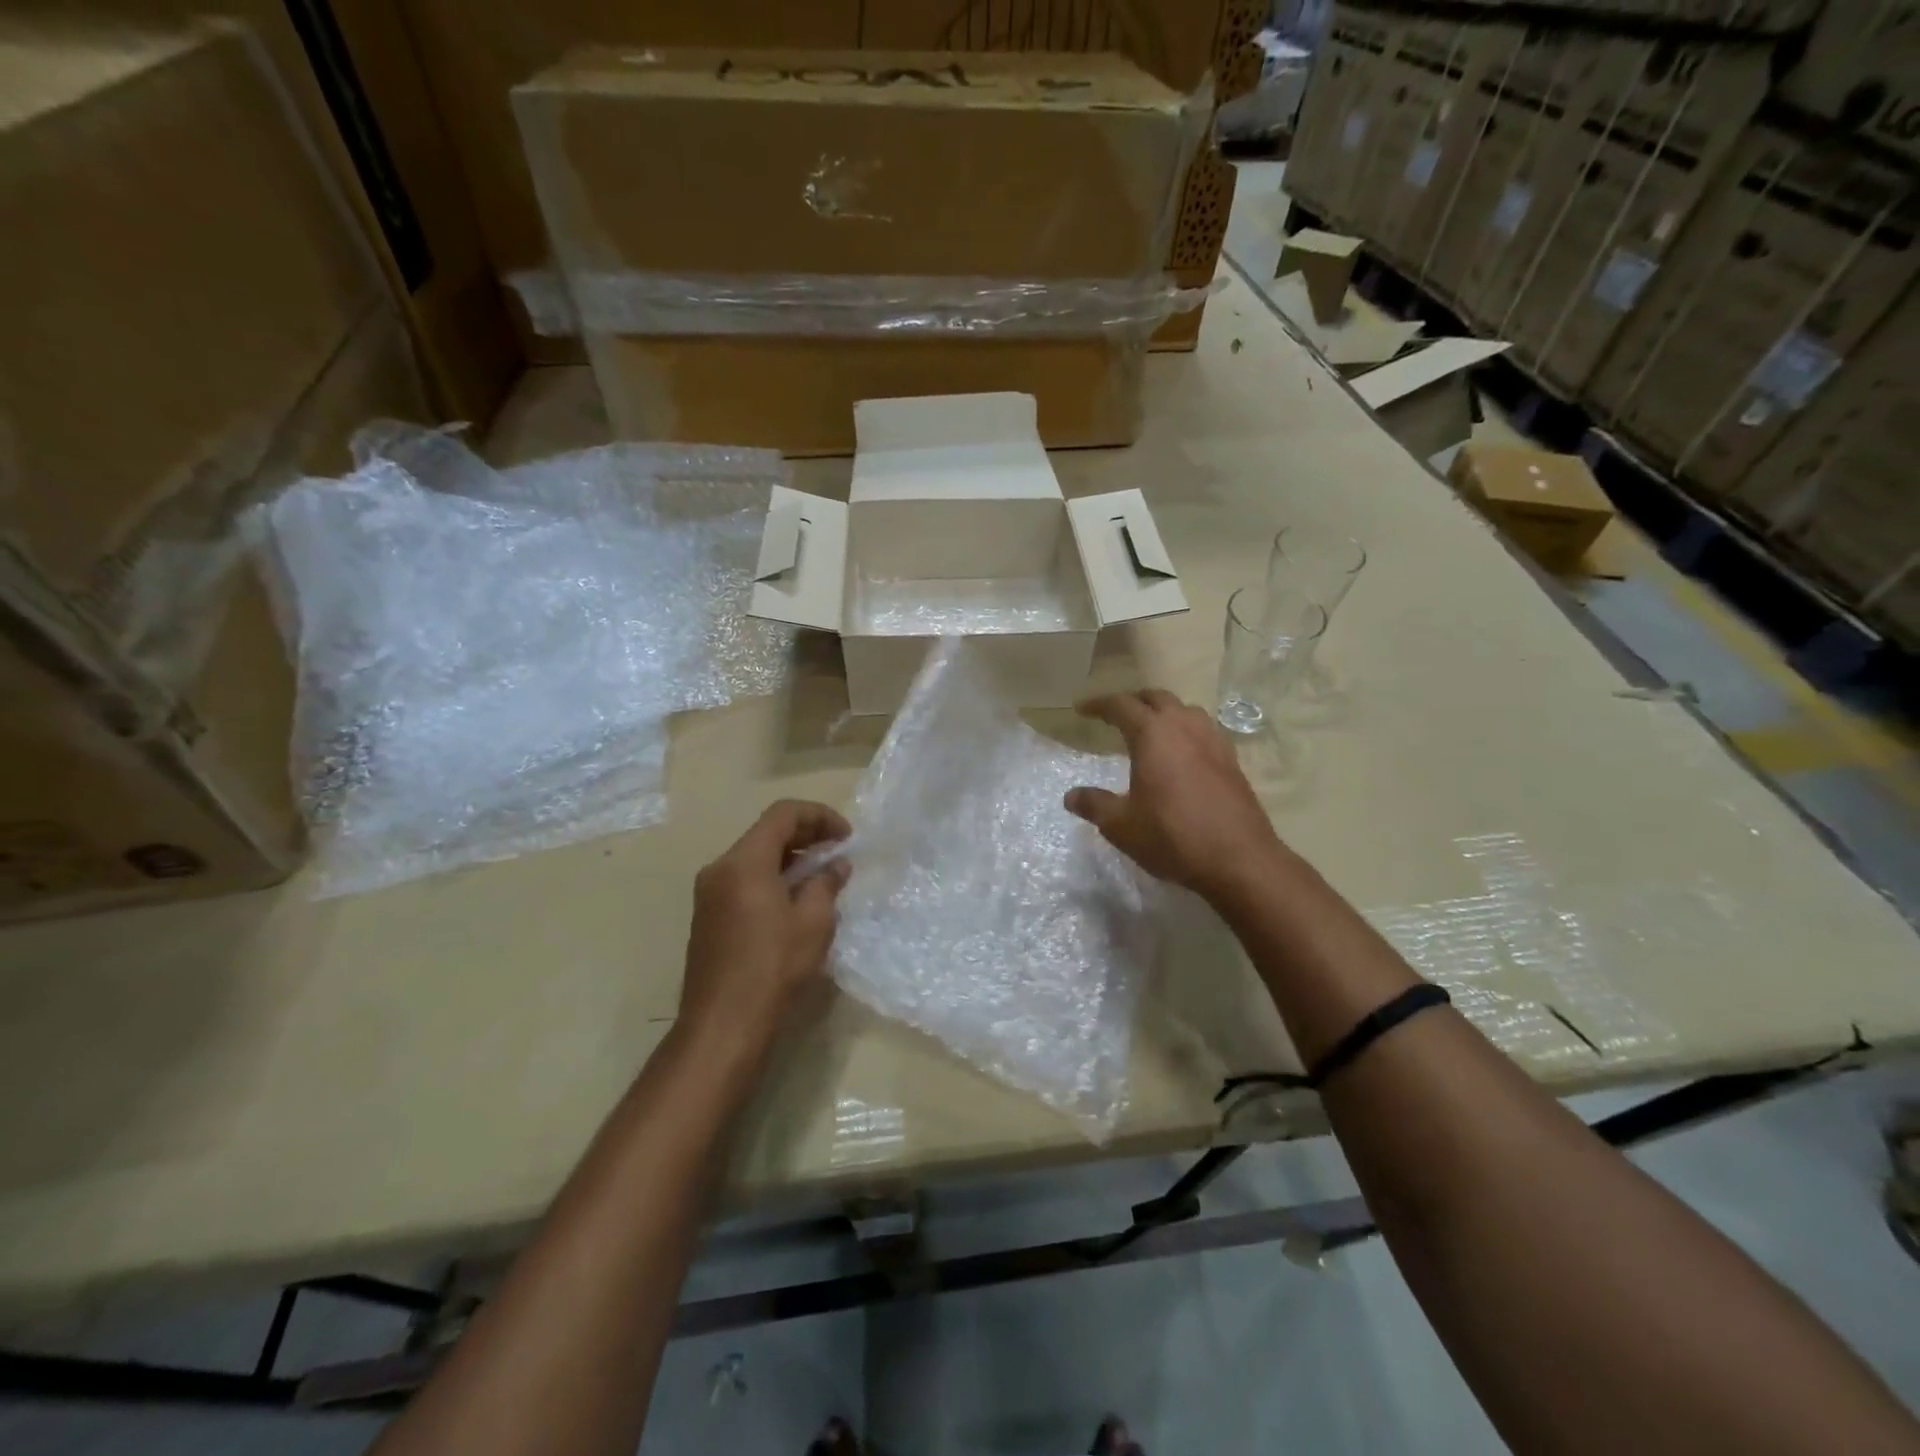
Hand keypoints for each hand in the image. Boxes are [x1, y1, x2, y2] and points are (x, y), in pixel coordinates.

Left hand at [680, 800, 850, 1054]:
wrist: (722, 1025)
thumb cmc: (773, 967)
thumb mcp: (813, 922)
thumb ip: (826, 883)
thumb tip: (835, 865)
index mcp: (744, 862)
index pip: (783, 814)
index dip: (820, 816)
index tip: (846, 837)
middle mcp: (720, 868)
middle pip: (766, 833)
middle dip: (806, 836)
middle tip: (839, 853)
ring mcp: (709, 894)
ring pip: (754, 857)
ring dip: (790, 859)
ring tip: (823, 878)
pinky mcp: (708, 917)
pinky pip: (744, 881)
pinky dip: (773, 879)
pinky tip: (796, 902)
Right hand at [1065, 689, 1284, 900]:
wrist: (1238, 859)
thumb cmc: (1171, 836)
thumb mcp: (1121, 825)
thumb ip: (1094, 805)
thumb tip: (1071, 796)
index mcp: (1153, 734)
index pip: (1121, 705)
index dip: (1098, 704)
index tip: (1081, 709)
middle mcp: (1184, 727)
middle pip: (1156, 698)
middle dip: (1133, 702)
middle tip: (1115, 715)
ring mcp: (1213, 741)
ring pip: (1185, 710)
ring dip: (1164, 712)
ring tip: (1150, 730)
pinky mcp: (1232, 761)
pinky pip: (1204, 731)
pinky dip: (1186, 732)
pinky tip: (1183, 754)